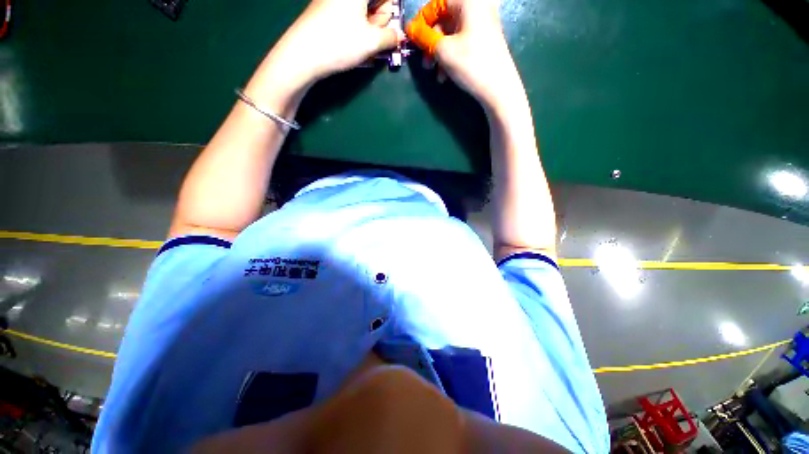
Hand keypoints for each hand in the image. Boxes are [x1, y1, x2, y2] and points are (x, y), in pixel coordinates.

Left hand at [266, 0, 404, 86]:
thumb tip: (399, 35)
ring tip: (363, 46)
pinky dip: (357, 30)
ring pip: (363, 11)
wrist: (302, 55)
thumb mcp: (371, 42)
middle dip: (380, 20)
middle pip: (375, 2)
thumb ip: (391, 37)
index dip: (391, 12)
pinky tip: (354, 45)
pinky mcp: (326, 10)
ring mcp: (334, 1)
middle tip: (374, 38)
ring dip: (369, 28)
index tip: (391, 29)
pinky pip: (350, 17)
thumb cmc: (339, 43)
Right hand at [406, 0, 519, 109]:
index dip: (422, 21)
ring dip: (439, 53)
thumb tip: (410, 28)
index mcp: (469, 1)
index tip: (412, 39)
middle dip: (431, 42)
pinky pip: (461, 42)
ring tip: (436, 73)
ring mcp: (483, 24)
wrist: (499, 88)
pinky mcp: (485, 40)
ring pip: (452, 34)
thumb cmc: (471, 64)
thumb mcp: (443, 50)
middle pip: (445, 19)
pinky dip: (451, 56)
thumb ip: (424, 37)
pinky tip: (446, 75)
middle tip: (425, 62)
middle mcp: (478, 7)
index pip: (437, 3)